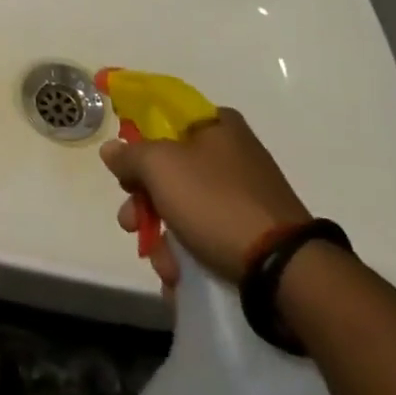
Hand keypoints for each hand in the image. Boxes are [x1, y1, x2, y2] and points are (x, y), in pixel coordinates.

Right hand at [100, 109, 309, 286]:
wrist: (283, 269)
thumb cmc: (216, 202)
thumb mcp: (161, 167)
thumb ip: (130, 154)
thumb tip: (112, 150)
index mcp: (217, 124)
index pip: (164, 117)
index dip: (137, 139)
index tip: (122, 168)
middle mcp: (231, 152)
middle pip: (168, 168)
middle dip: (143, 201)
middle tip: (130, 223)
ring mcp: (242, 193)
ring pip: (182, 206)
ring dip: (163, 237)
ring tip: (163, 265)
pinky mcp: (250, 230)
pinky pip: (205, 233)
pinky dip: (187, 253)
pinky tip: (179, 277)